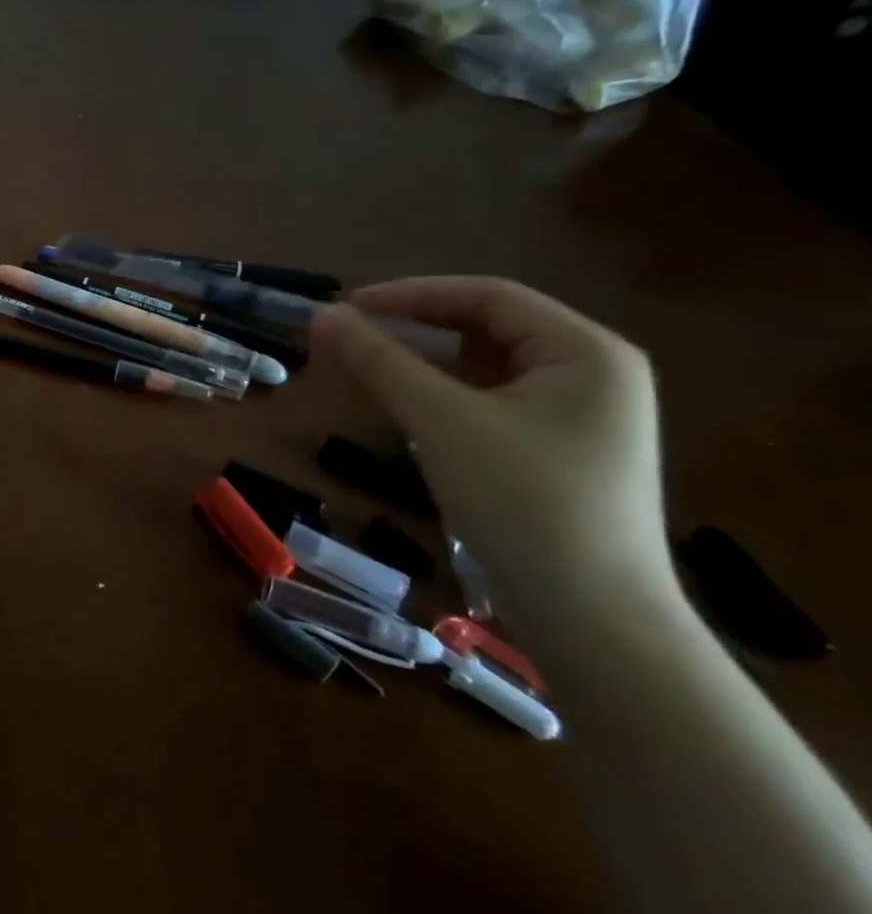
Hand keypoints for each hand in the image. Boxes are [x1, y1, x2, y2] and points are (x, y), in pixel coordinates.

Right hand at [311, 277, 675, 631]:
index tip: (346, 307)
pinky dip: (439, 396)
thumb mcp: (443, 421)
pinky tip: (400, 407)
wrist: (591, 619)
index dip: (410, 294)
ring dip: (419, 363)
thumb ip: (381, 361)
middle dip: (411, 329)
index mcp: (586, 351)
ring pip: (482, 368)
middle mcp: (591, 373)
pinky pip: (487, 402)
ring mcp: (577, 417)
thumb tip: (323, 315)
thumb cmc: (523, 502)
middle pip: (486, 329)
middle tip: (346, 338)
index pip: (487, 296)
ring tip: (360, 367)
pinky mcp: (556, 453)